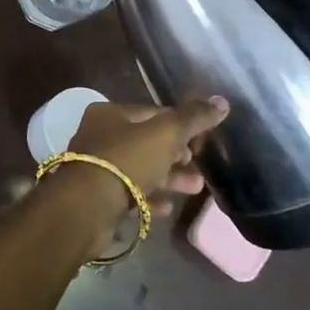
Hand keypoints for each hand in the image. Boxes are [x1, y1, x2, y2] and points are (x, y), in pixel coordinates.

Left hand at [69, 97, 227, 203]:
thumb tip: (222, 101)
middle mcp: (99, 135)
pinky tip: (168, 208)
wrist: (87, 207)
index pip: (151, 113)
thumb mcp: (165, 134)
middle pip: (146, 142)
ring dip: (169, 178)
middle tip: (198, 167)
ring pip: (140, 168)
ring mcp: (97, 167)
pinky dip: (150, 198)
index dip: (179, 124)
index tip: (201, 140)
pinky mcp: (98, 196)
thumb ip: (193, 118)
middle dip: (176, 155)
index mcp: (109, 113)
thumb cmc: (127, 160)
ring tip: (196, 188)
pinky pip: (130, 193)